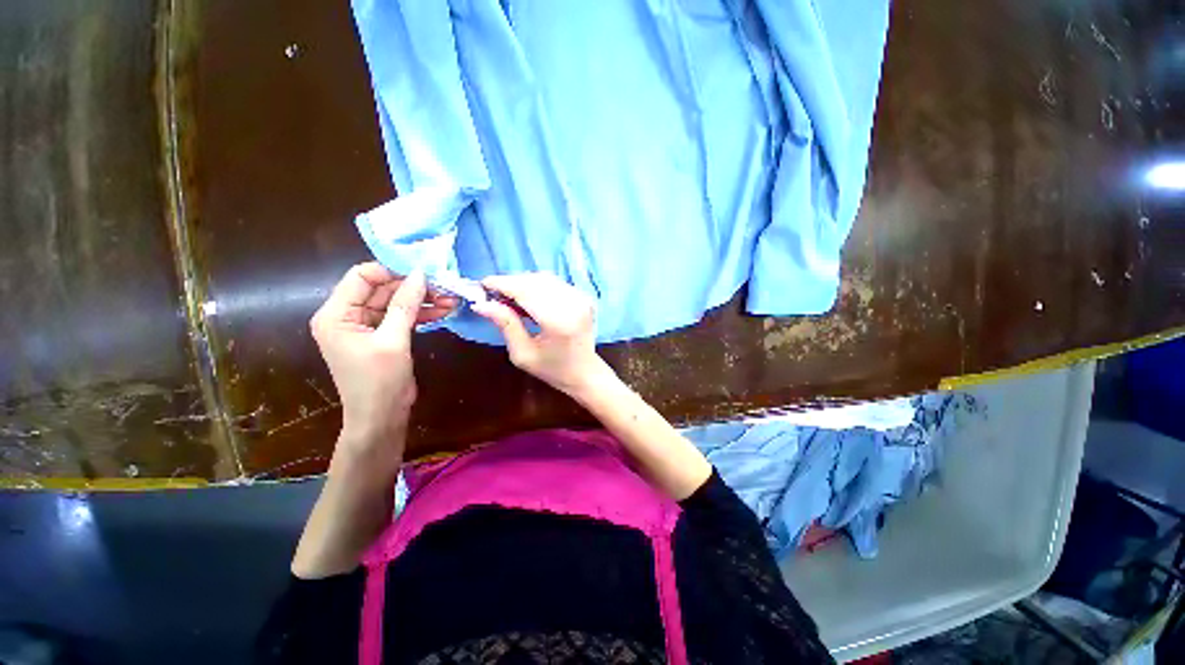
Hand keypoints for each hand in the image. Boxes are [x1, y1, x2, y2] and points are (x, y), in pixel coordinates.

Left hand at [309, 263, 456, 446]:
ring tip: (451, 300)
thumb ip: (405, 305)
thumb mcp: (393, 341)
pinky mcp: (382, 335)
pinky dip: (421, 313)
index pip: (362, 276)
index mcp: (336, 314)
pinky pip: (402, 316)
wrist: (382, 417)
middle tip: (445, 287)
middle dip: (414, 287)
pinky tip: (443, 311)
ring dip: (422, 300)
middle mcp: (347, 315)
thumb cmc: (379, 381)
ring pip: (396, 302)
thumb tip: (420, 274)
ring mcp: (366, 325)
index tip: (424, 272)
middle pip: (382, 289)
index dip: (393, 271)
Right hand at [471, 272, 609, 396]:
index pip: (526, 291)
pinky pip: (554, 283)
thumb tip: (481, 304)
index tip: (482, 283)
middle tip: (492, 293)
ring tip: (507, 296)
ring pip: (544, 278)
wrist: (585, 372)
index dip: (502, 284)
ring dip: (523, 282)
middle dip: (510, 282)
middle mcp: (572, 304)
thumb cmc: (552, 369)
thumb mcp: (522, 354)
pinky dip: (537, 285)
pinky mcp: (583, 296)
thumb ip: (505, 324)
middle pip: (534, 281)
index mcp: (558, 321)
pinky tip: (527, 297)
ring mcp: (581, 298)